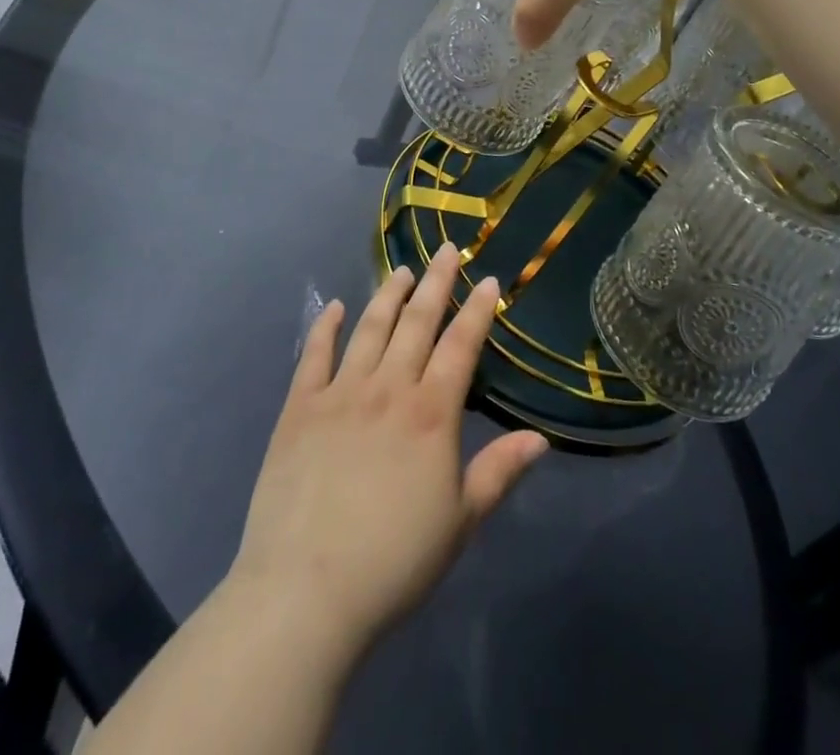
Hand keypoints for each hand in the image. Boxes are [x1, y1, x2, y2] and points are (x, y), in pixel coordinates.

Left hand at [229, 246, 548, 659]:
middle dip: (436, 283)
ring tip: (402, 269)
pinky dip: (327, 326)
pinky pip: (315, 355)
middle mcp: (388, 388)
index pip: (461, 346)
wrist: (306, 591)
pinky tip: (337, 306)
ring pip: (370, 328)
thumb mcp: (460, 523)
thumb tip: (540, 438)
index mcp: (431, 413)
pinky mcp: (300, 407)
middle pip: (417, 322)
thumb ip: (498, 473)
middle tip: (448, 250)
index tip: (490, 279)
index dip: (478, 310)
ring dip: (389, 295)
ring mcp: (340, 393)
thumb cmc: (393, 562)